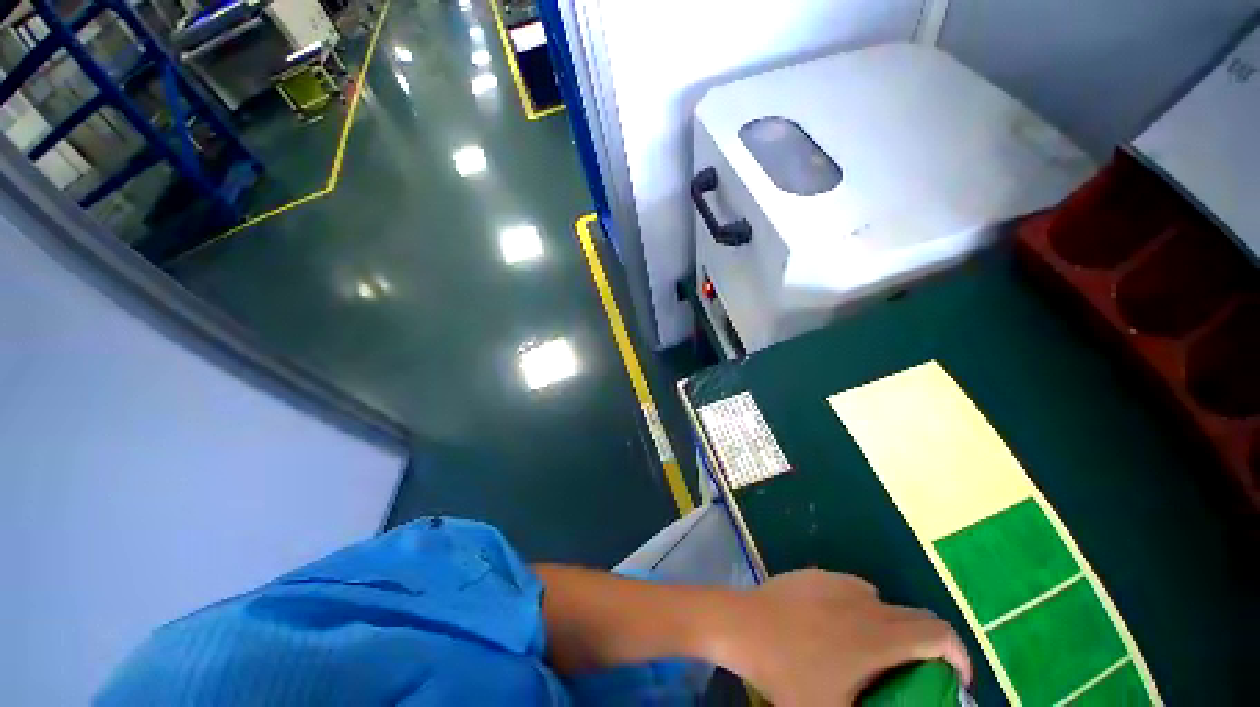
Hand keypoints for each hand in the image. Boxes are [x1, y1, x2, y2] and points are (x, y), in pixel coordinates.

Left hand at [711, 570, 971, 705]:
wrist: (741, 625)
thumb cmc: (786, 675)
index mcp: (878, 636)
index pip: (939, 634)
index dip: (959, 655)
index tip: (955, 681)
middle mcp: (865, 601)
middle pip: (916, 617)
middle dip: (928, 646)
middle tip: (916, 675)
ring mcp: (837, 582)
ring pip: (883, 602)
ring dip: (892, 628)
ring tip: (874, 654)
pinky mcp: (815, 574)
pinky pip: (853, 590)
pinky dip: (862, 610)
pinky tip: (838, 629)